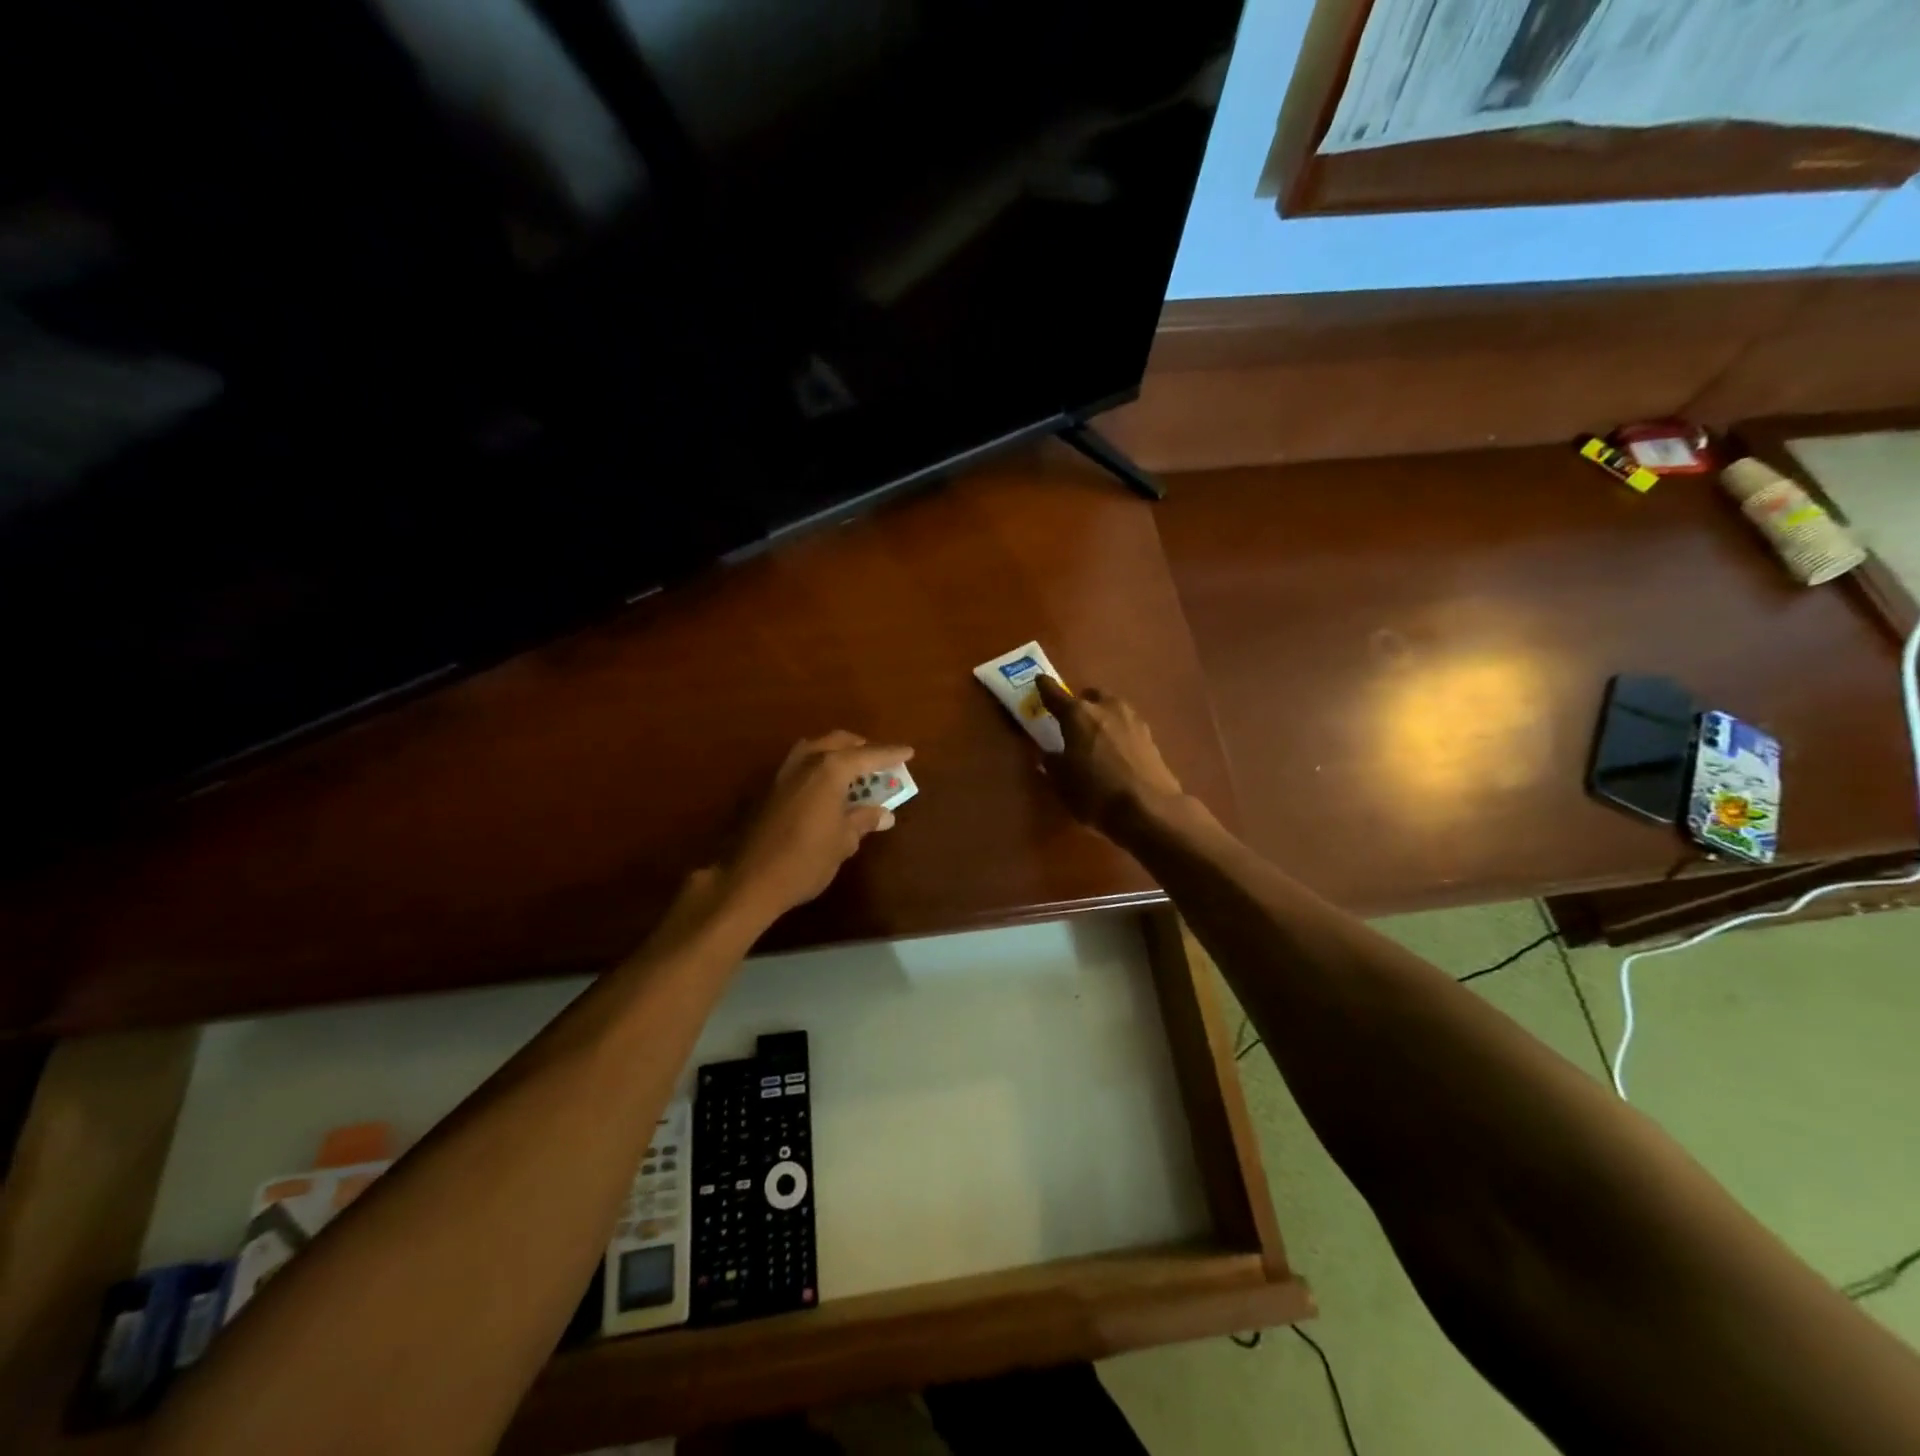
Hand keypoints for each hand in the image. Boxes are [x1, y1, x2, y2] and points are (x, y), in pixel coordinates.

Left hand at [719, 732, 913, 923]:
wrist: (748, 879)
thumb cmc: (805, 860)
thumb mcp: (843, 842)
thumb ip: (863, 820)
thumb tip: (884, 814)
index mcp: (830, 769)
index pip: (868, 755)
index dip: (891, 754)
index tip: (909, 752)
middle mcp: (806, 761)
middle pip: (839, 742)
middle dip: (861, 748)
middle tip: (878, 761)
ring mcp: (783, 772)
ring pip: (815, 748)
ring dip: (836, 754)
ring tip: (853, 772)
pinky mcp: (768, 788)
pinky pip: (801, 765)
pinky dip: (818, 768)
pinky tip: (825, 789)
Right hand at [1035, 675, 1186, 835]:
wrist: (1149, 809)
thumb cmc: (1095, 793)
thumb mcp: (1062, 782)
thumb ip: (1053, 763)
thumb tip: (1050, 755)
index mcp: (1078, 714)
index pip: (1055, 694)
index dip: (1045, 688)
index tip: (1039, 681)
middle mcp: (1106, 708)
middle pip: (1091, 696)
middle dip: (1081, 702)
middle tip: (1073, 718)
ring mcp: (1133, 720)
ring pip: (1113, 708)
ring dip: (1103, 715)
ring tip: (1096, 735)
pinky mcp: (1151, 737)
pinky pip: (1127, 726)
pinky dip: (1119, 732)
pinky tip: (1116, 751)